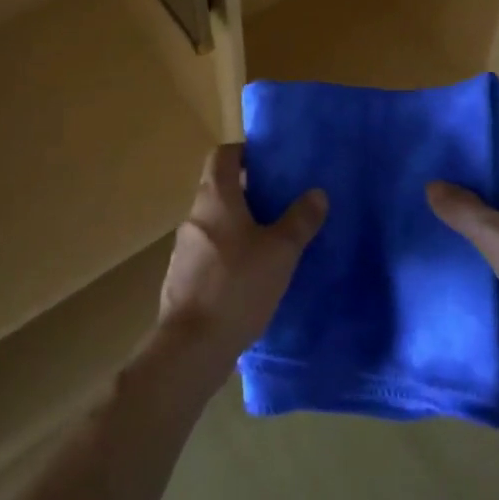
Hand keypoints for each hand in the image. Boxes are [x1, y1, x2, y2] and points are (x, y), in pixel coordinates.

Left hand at [156, 145, 327, 384]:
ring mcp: (184, 249)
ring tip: (269, 244)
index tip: (268, 164)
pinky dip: (228, 255)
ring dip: (238, 226)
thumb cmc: (238, 286)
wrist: (191, 347)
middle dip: (248, 193)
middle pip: (219, 189)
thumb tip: (317, 193)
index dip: (244, 153)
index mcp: (215, 197)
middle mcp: (195, 216)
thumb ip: (300, 220)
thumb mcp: (281, 251)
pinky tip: (249, 279)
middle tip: (279, 205)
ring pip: (214, 223)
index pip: (222, 155)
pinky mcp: (181, 279)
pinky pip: (208, 253)